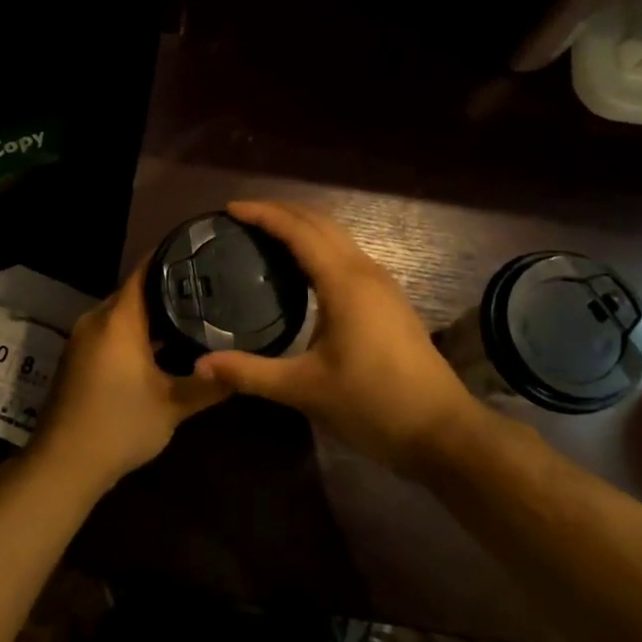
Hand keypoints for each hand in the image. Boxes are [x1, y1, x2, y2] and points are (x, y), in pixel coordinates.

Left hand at [27, 259, 227, 498]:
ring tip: (195, 312)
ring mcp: (83, 339)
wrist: (63, 465)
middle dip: (170, 288)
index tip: (202, 250)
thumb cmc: (119, 426)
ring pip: (124, 314)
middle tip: (210, 285)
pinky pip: (112, 331)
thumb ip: (209, 383)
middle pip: (136, 291)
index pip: (146, 270)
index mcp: (118, 320)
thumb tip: (244, 368)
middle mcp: (97, 320)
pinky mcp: (79, 358)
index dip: (172, 256)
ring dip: (154, 314)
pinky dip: (137, 332)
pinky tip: (165, 345)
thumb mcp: (173, 406)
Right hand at [194, 201, 494, 476]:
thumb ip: (250, 372)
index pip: (298, 230)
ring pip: (338, 238)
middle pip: (320, 223)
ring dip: (303, 228)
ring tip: (266, 236)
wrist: (442, 432)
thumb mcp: (304, 389)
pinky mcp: (389, 302)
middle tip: (242, 217)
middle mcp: (365, 272)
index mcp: (343, 282)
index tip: (229, 209)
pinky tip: (302, 270)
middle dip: (281, 212)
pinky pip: (348, 257)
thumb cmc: (372, 404)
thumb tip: (199, 365)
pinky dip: (319, 248)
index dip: (263, 214)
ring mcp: (383, 286)